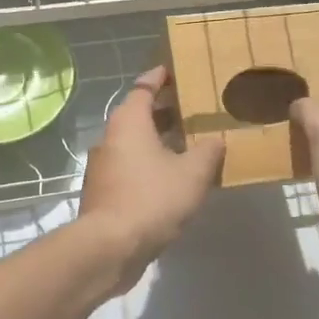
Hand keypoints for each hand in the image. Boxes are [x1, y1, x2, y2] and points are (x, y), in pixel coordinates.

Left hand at [78, 65, 224, 293]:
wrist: (110, 246)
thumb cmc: (152, 198)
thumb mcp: (193, 173)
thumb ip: (208, 151)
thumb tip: (215, 140)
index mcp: (129, 121)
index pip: (143, 87)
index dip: (159, 77)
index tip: (173, 71)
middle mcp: (111, 137)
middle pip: (138, 114)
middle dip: (164, 111)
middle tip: (191, 110)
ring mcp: (103, 166)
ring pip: (133, 143)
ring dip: (157, 140)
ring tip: (188, 145)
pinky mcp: (103, 192)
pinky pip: (130, 167)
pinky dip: (149, 164)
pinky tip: (171, 178)